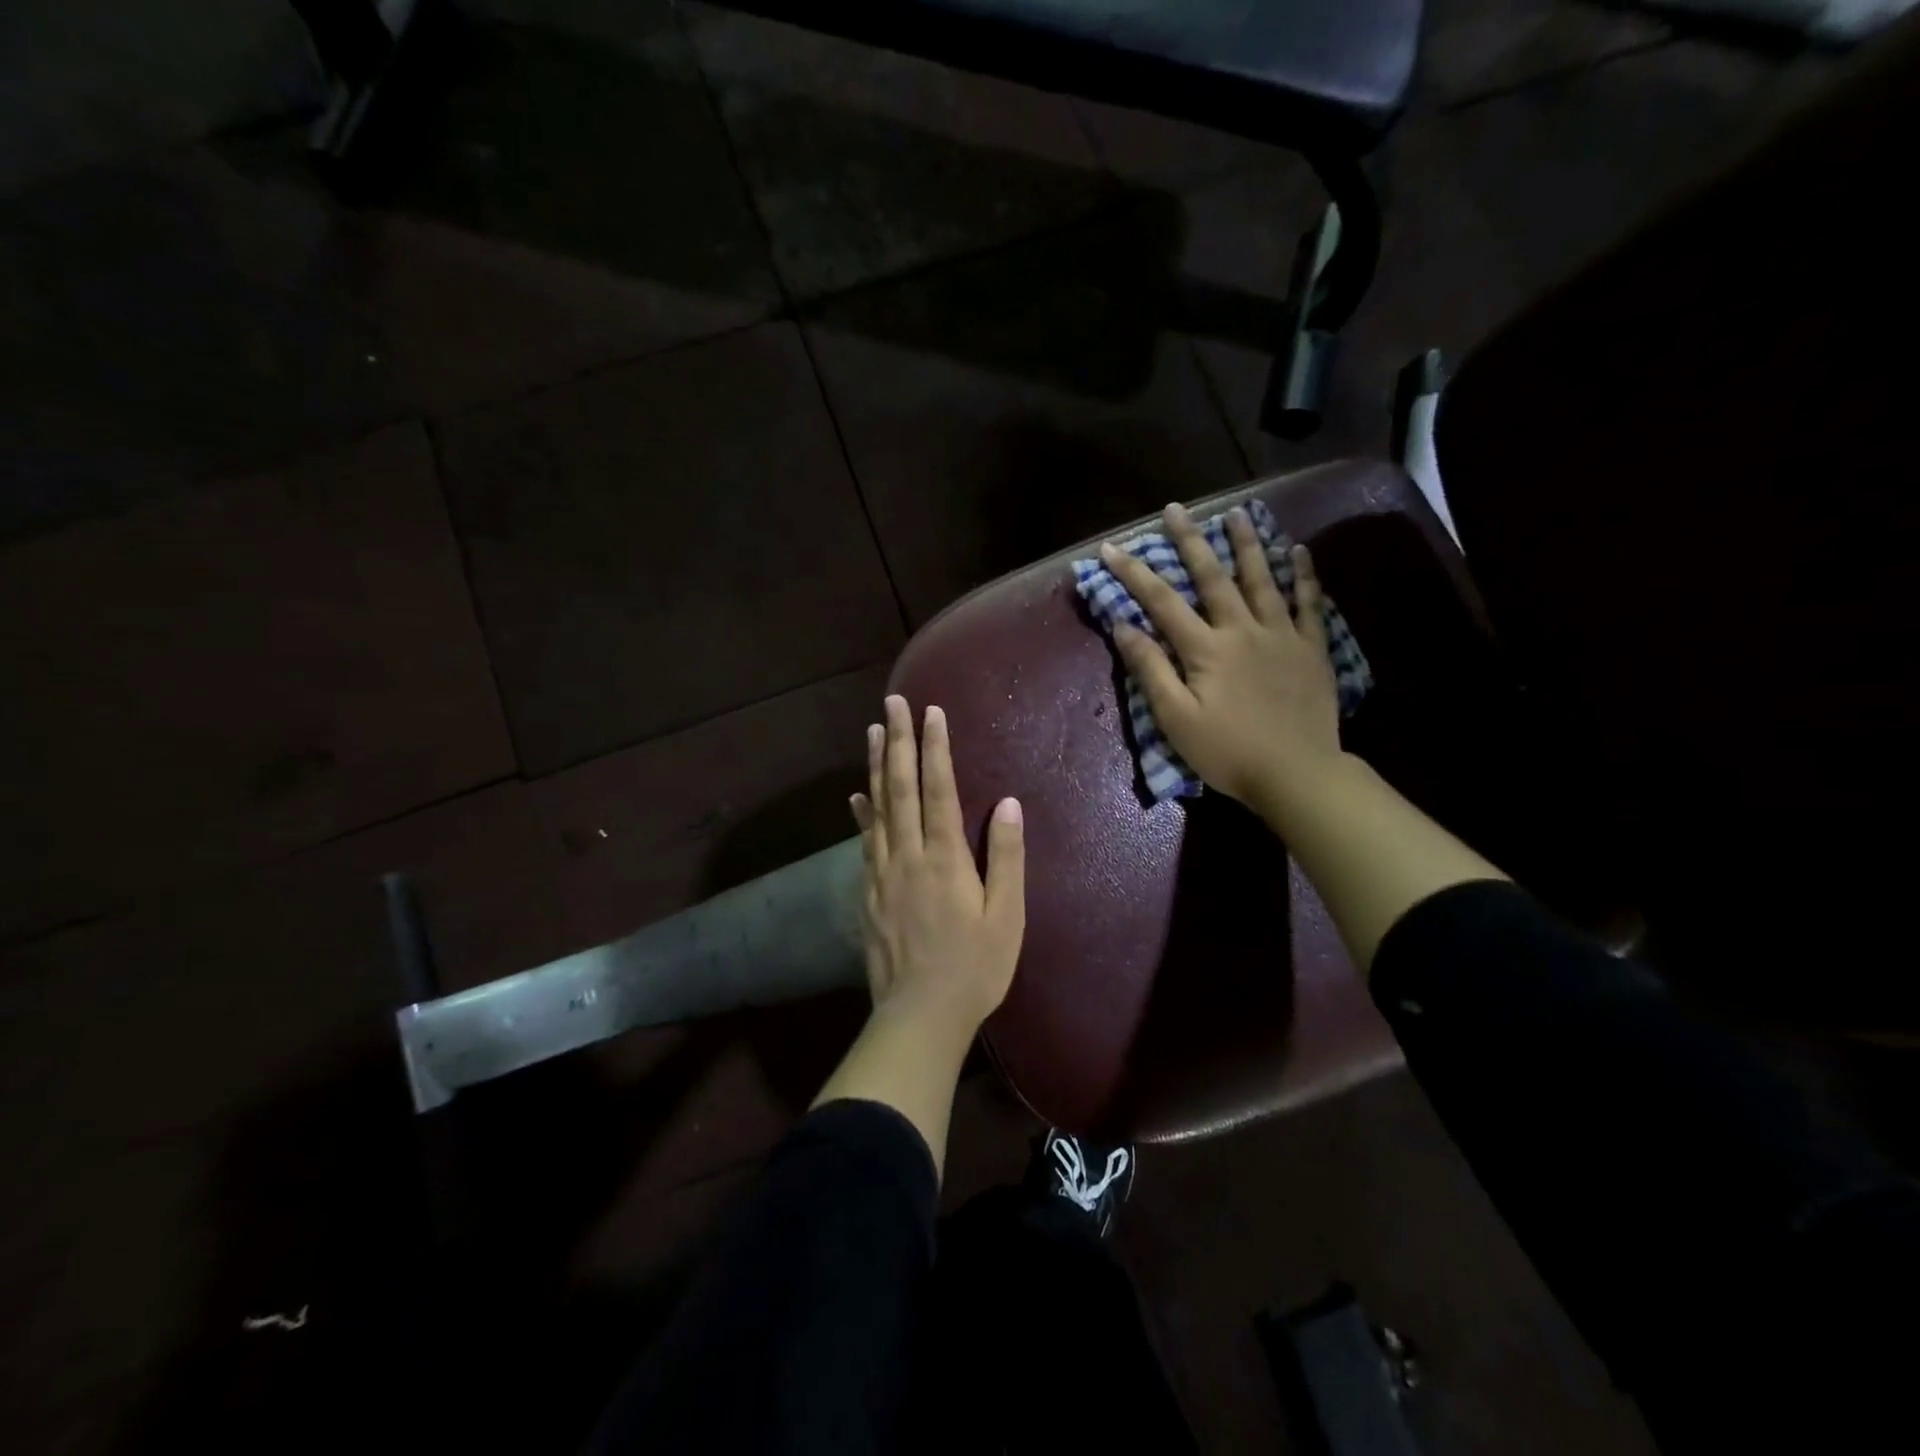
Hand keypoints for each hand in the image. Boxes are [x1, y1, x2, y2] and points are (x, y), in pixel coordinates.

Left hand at [849, 695, 1025, 1033]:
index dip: (935, 747)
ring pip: (876, 808)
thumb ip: (1006, 857)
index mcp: (945, 857)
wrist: (919, 1016)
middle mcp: (907, 854)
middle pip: (900, 787)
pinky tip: (856, 799)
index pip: (939, 788)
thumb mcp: (1007, 916)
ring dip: (874, 767)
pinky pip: (864, 842)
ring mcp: (881, 873)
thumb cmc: (975, 968)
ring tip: (871, 732)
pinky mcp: (867, 893)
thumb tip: (1007, 803)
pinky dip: (861, 814)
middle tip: (892, 703)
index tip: (931, 711)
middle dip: (897, 741)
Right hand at [1099, 502, 1343, 817]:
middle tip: (1176, 509)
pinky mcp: (1311, 648)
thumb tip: (1123, 626)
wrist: (1297, 773)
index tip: (1111, 548)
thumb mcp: (1175, 719)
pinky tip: (1298, 550)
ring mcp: (1282, 635)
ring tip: (1237, 513)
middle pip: (1213, 577)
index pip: (1162, 602)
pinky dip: (1303, 575)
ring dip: (1247, 544)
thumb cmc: (1227, 751)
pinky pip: (1308, 603)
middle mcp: (1242, 630)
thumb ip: (1150, 670)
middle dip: (1190, 541)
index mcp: (1205, 649)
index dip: (1134, 573)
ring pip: (1263, 579)